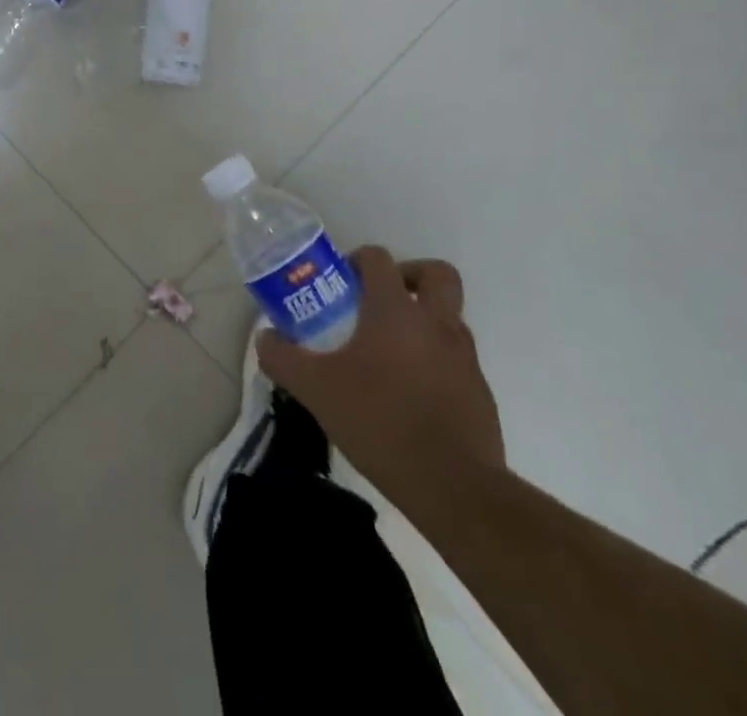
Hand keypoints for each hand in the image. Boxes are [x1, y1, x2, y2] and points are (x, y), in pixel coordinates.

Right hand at [259, 247, 502, 505]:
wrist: (454, 488)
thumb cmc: (380, 421)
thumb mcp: (315, 389)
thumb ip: (283, 358)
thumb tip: (265, 338)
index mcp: (395, 310)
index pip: (379, 259)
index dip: (357, 260)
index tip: (340, 282)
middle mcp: (436, 323)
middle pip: (437, 274)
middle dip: (410, 276)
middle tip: (380, 299)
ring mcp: (464, 358)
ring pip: (450, 317)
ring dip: (424, 320)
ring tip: (389, 352)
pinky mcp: (481, 393)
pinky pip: (457, 360)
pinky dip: (436, 362)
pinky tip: (410, 393)